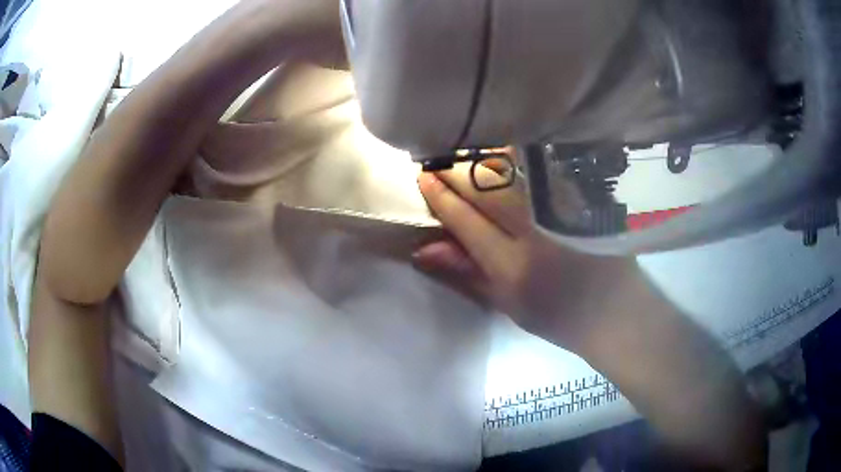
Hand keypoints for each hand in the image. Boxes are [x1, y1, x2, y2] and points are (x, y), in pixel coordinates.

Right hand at [415, 164, 767, 468]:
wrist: (617, 311)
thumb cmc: (559, 316)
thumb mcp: (508, 304)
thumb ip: (465, 273)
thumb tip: (423, 249)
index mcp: (515, 267)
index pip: (466, 221)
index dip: (441, 197)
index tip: (423, 178)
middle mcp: (539, 232)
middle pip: (486, 187)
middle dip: (456, 170)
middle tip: (440, 161)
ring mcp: (565, 208)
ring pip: (515, 167)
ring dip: (484, 156)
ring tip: (468, 155)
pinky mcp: (585, 196)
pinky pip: (544, 164)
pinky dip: (518, 154)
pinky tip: (506, 152)